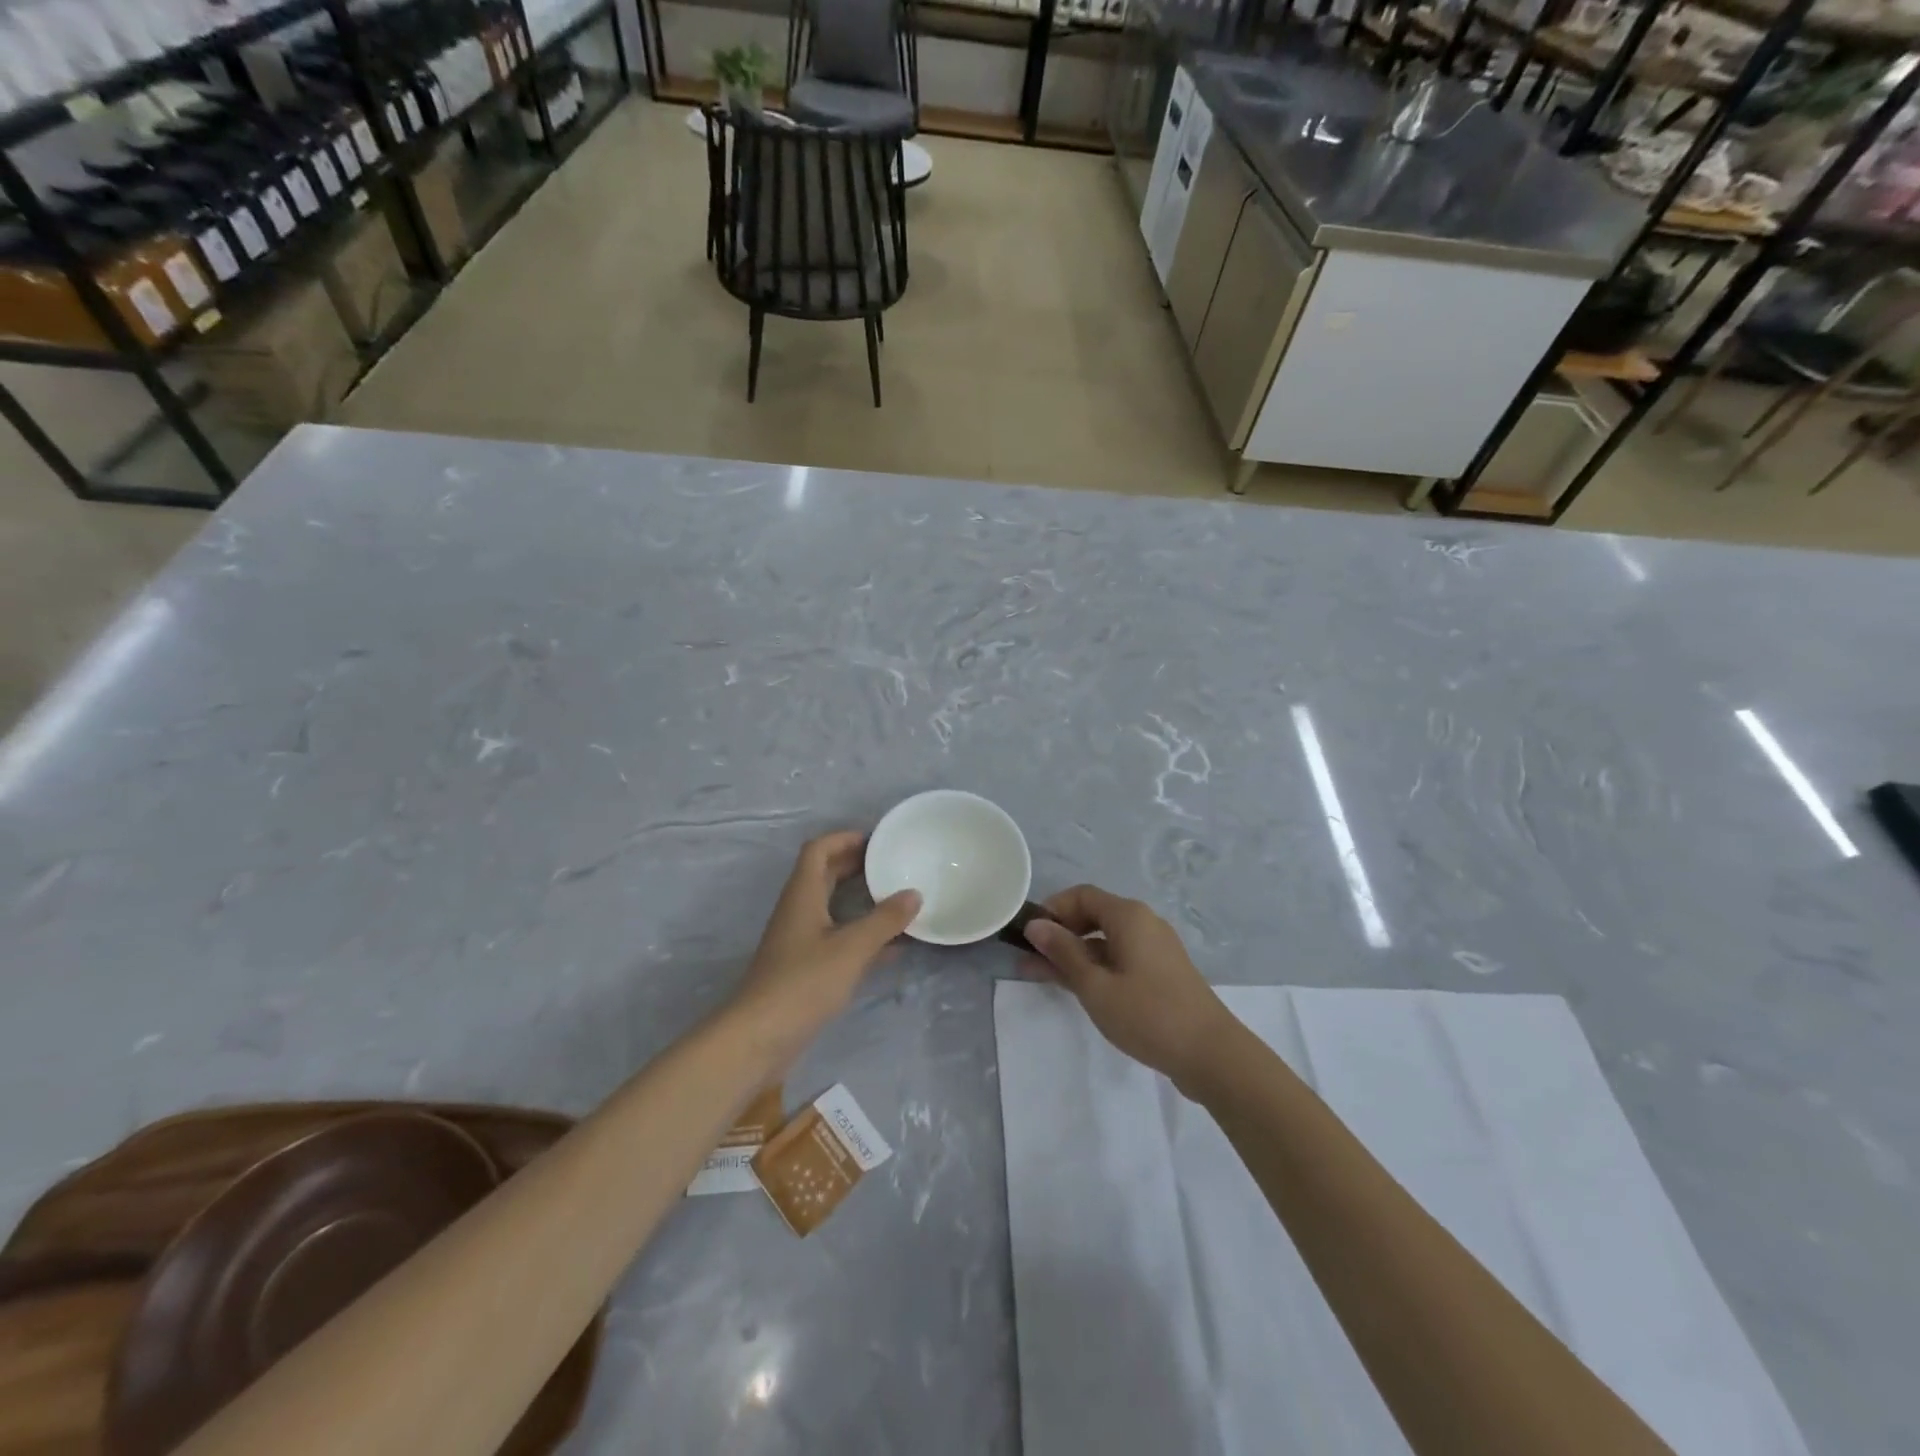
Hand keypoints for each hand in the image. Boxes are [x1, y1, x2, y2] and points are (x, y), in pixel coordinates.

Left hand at [730, 831, 920, 1061]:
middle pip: (825, 874)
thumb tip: (914, 893)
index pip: (818, 849)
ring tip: (897, 899)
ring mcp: (800, 940)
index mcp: (802, 894)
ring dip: (860, 899)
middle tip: (892, 864)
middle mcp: (798, 910)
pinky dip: (861, 934)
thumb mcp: (851, 948)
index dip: (845, 838)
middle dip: (856, 865)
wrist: (759, 1037)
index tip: (877, 841)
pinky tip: (891, 946)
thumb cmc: (803, 982)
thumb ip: (884, 920)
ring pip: (832, 907)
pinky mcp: (805, 967)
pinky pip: (837, 938)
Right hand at [1024, 885, 1233, 1092]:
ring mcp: (1155, 948)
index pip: (1081, 895)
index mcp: (1129, 916)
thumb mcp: (1095, 986)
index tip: (1028, 935)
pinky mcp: (1161, 972)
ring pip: (1105, 940)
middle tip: (1029, 958)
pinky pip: (1120, 958)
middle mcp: (1143, 923)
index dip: (1052, 909)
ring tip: (1040, 976)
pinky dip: (1095, 967)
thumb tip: (1036, 925)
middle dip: (1060, 934)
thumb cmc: (1148, 1014)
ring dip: (1074, 954)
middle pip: (1093, 915)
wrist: (1211, 1054)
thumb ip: (1063, 952)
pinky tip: (1076, 987)